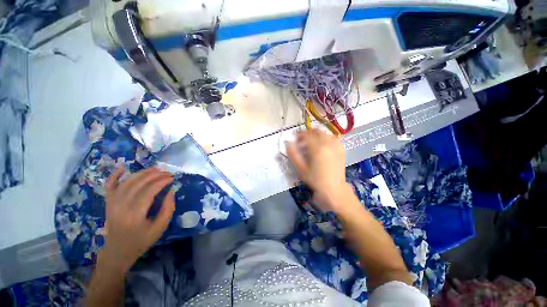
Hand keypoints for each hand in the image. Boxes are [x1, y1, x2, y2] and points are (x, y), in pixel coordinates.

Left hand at [100, 167, 174, 271]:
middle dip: (154, 175)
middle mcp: (121, 206)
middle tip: (167, 172)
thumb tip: (170, 191)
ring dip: (142, 173)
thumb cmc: (141, 241)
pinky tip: (123, 167)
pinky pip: (109, 186)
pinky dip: (114, 175)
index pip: (149, 191)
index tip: (172, 178)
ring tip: (155, 169)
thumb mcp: (160, 228)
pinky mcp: (108, 203)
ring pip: (127, 182)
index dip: (162, 181)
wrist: (117, 251)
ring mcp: (112, 203)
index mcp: (135, 214)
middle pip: (138, 184)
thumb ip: (167, 209)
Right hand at [287, 129, 352, 211]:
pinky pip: (334, 138)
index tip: (295, 139)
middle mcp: (327, 144)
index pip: (306, 134)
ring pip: (325, 133)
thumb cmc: (315, 180)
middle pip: (316, 131)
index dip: (299, 134)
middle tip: (303, 141)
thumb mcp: (301, 169)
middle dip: (308, 133)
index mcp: (316, 148)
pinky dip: (327, 138)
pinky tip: (324, 144)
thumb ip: (293, 155)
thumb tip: (288, 143)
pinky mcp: (341, 150)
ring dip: (316, 134)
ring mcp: (335, 146)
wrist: (334, 189)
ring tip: (312, 142)